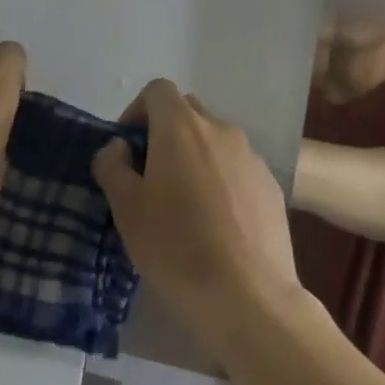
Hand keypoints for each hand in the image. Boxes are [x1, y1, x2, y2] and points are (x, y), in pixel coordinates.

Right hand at [91, 80, 299, 335]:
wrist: (248, 294)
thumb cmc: (176, 246)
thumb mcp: (126, 208)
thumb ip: (113, 166)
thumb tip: (118, 148)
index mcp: (182, 127)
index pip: (158, 90)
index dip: (137, 111)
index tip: (128, 149)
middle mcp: (221, 130)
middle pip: (188, 112)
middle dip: (165, 133)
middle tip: (151, 176)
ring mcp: (252, 157)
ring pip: (215, 141)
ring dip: (195, 157)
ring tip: (185, 206)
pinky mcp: (271, 186)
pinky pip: (238, 169)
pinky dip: (221, 180)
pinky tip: (216, 224)